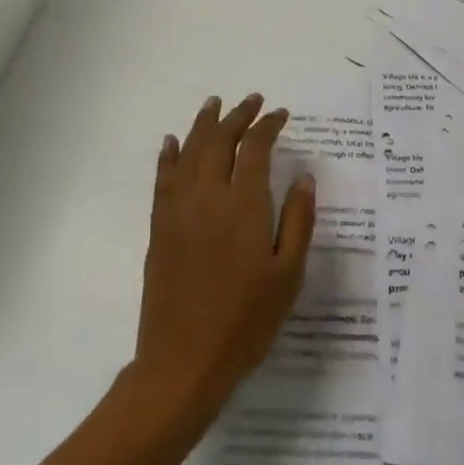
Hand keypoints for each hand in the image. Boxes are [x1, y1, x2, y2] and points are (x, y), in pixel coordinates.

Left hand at [132, 94, 316, 425]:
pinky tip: (173, 143)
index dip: (268, 126)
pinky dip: (169, 156)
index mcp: (243, 206)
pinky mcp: (160, 230)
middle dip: (237, 116)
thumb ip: (298, 220)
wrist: (183, 364)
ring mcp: (178, 213)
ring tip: (214, 104)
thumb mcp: (288, 274)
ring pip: (189, 153)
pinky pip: (163, 180)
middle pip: (219, 142)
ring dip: (203, 124)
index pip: (254, 149)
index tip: (281, 114)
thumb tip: (303, 177)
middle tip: (253, 101)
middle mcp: (207, 198)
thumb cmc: (246, 322)